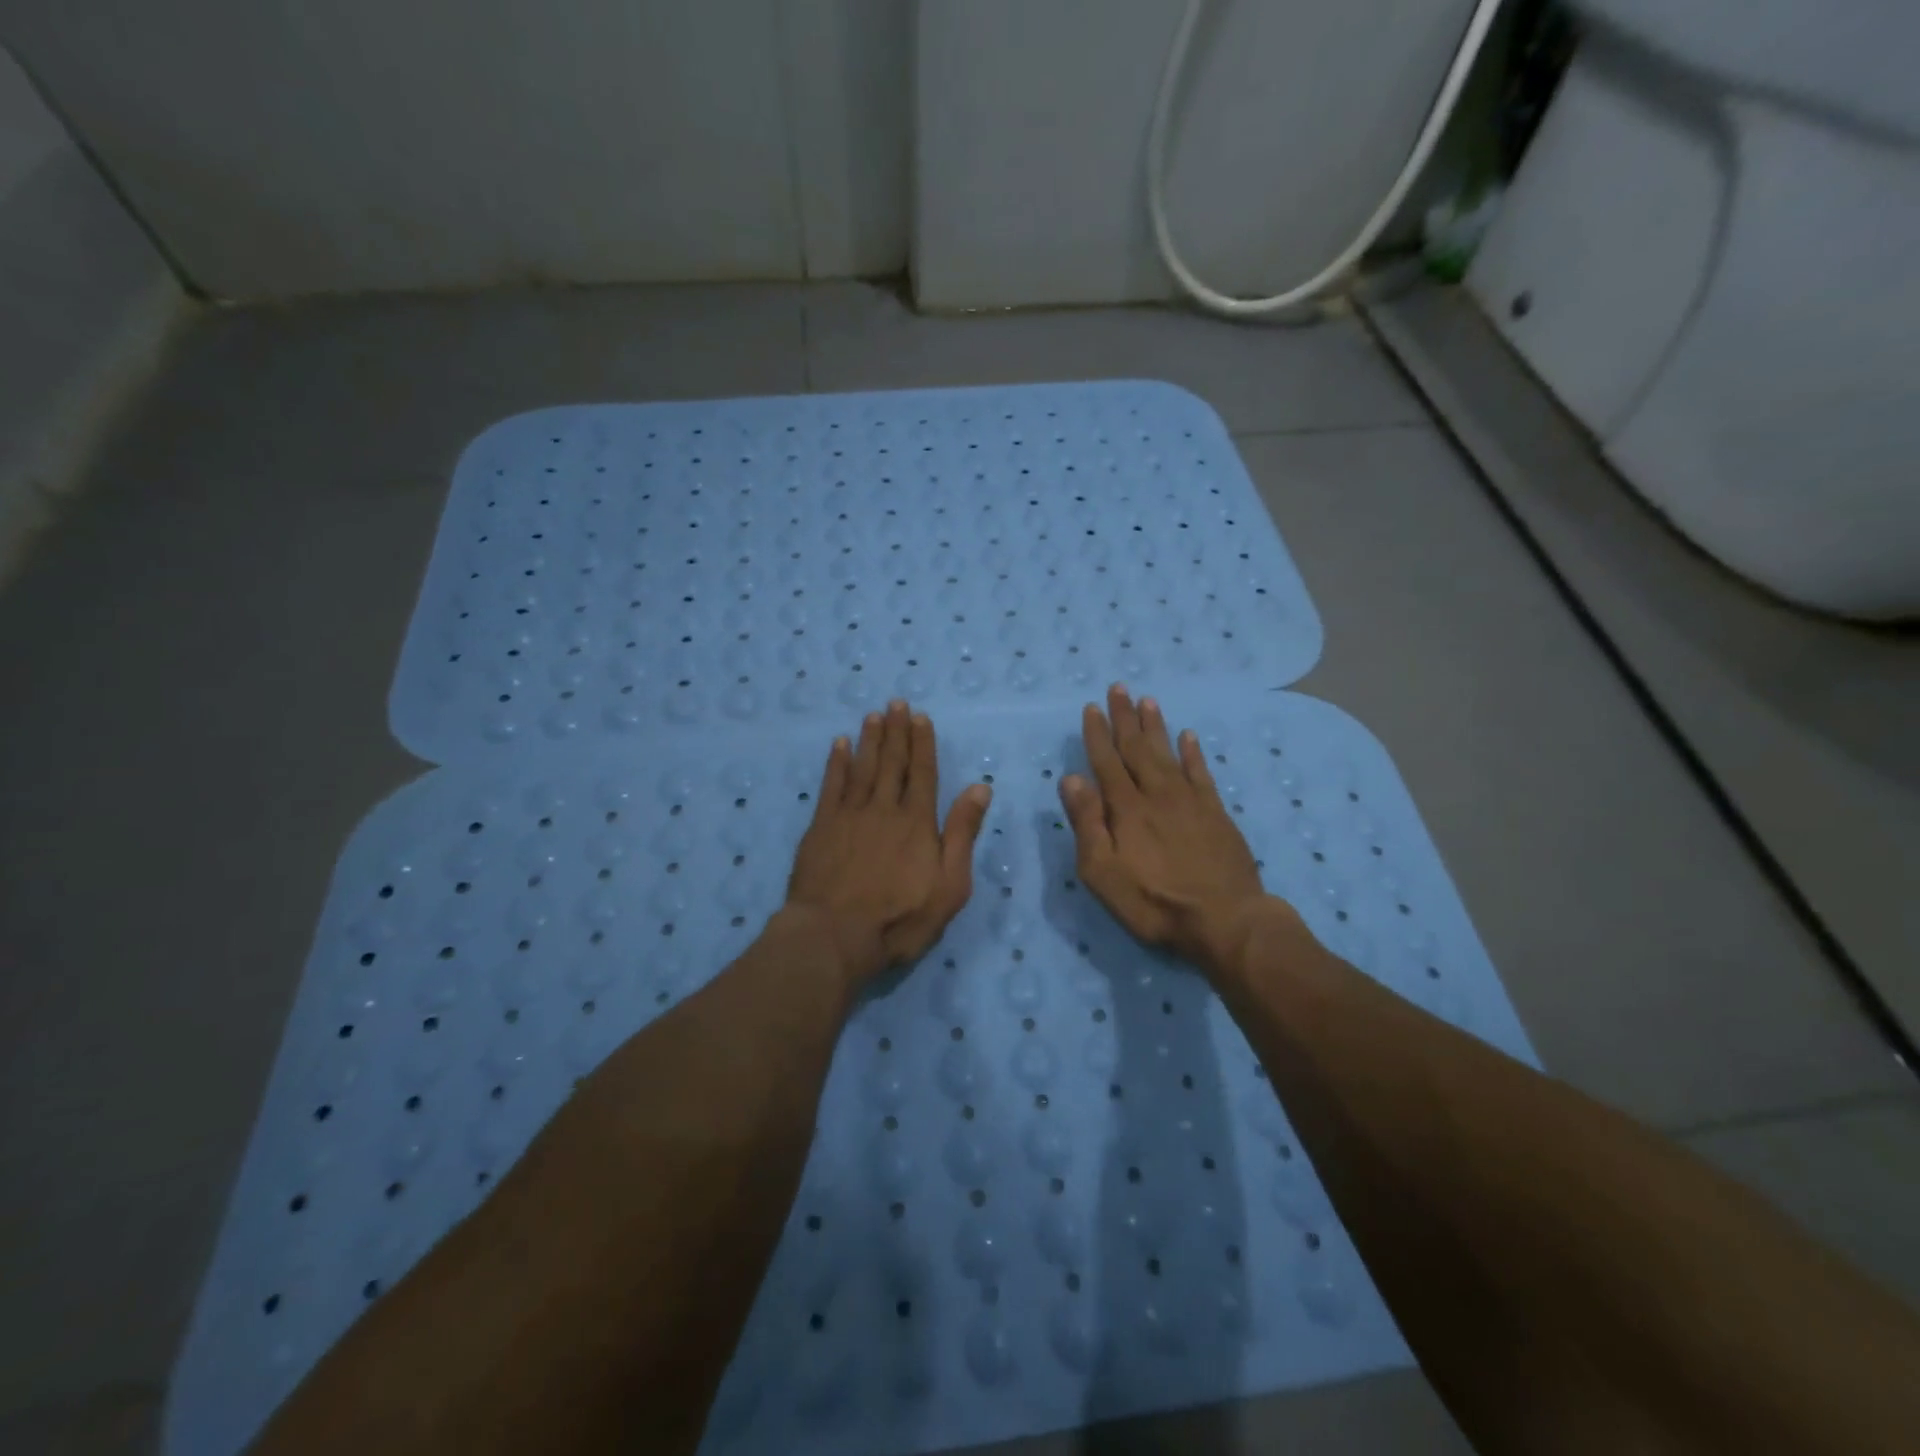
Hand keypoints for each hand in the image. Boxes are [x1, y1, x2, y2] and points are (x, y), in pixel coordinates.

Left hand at [785, 701, 991, 986]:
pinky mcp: (821, 827)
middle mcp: (884, 809)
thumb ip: (962, 834)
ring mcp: (849, 815)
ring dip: (870, 739)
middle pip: (892, 763)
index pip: (923, 773)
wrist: (834, 936)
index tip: (920, 717)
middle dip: (896, 732)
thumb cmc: (900, 918)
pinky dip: (836, 763)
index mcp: (917, 822)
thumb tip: (980, 788)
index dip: (922, 744)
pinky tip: (839, 745)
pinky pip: (831, 785)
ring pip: (863, 767)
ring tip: (874, 715)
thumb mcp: (949, 885)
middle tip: (896, 703)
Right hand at [1059, 684, 1274, 975]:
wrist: (1225, 920)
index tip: (1092, 707)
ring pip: (1168, 753)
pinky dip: (1192, 753)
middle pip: (1137, 748)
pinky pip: (1201, 773)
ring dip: (1156, 726)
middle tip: (1119, 687)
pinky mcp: (1216, 813)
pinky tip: (1188, 736)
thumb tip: (1071, 778)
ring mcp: (1190, 801)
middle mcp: (1157, 794)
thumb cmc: (1154, 902)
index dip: (1097, 734)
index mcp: (1126, 808)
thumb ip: (1087, 823)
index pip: (1107, 761)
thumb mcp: (1103, 872)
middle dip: (1125, 718)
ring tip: (1148, 700)